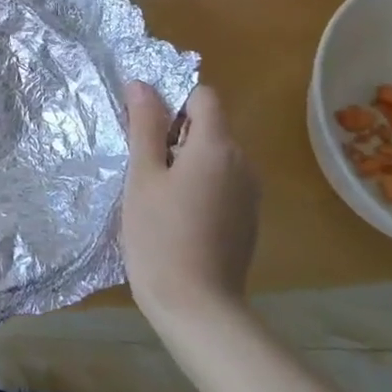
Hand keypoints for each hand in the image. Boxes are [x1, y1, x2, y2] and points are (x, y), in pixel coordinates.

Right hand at [121, 82, 259, 328]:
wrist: (197, 306)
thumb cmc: (160, 234)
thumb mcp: (143, 176)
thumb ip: (145, 127)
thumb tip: (142, 84)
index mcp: (217, 147)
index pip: (204, 96)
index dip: (174, 101)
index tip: (146, 128)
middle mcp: (243, 163)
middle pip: (210, 126)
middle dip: (176, 133)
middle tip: (142, 164)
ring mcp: (250, 194)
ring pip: (215, 157)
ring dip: (187, 161)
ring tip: (155, 193)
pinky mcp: (248, 219)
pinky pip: (223, 183)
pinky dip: (200, 186)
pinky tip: (176, 217)